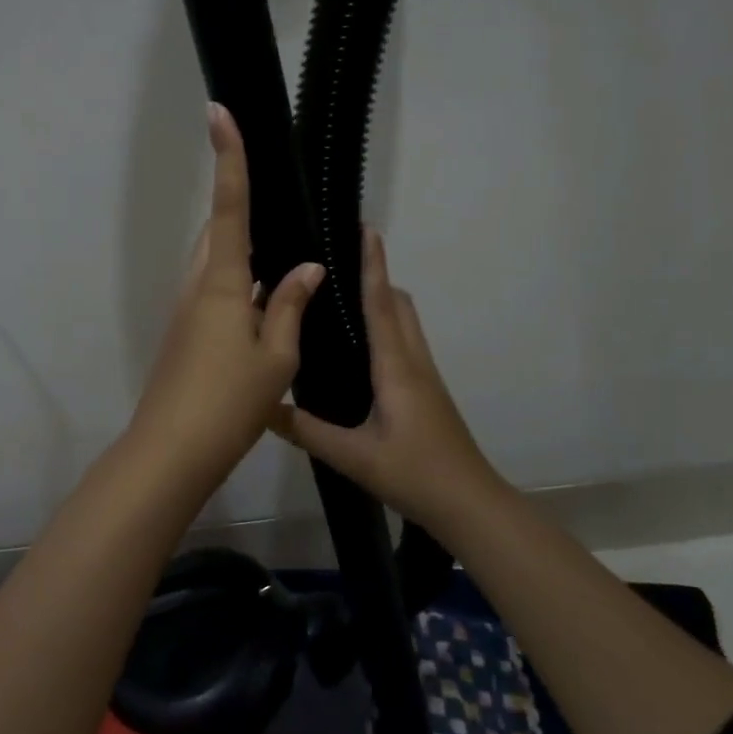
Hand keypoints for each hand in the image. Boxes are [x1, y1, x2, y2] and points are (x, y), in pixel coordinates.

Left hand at [127, 104, 324, 493]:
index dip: (228, 158)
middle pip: (219, 233)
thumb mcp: (276, 357)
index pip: (228, 206)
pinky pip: (214, 294)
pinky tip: (266, 310)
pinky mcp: (184, 336)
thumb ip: (291, 307)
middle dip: (241, 212)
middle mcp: (197, 287)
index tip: (218, 112)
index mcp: (220, 283)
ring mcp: (185, 313)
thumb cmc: (229, 402)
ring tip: (284, 266)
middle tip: (278, 208)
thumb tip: (308, 269)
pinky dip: (239, 288)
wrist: (171, 452)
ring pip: (215, 266)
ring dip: (243, 257)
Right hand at [268, 228, 506, 532]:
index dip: (372, 264)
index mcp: (395, 367)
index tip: (365, 229)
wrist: (469, 504)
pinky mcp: (427, 392)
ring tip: (342, 301)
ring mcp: (425, 376)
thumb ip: (306, 430)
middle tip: (339, 266)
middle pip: (399, 304)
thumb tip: (263, 406)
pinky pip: (405, 344)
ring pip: (405, 323)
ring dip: (382, 301)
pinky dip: (386, 328)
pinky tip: (360, 351)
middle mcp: (413, 361)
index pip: (381, 303)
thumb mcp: (352, 456)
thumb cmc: (414, 473)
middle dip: (376, 276)